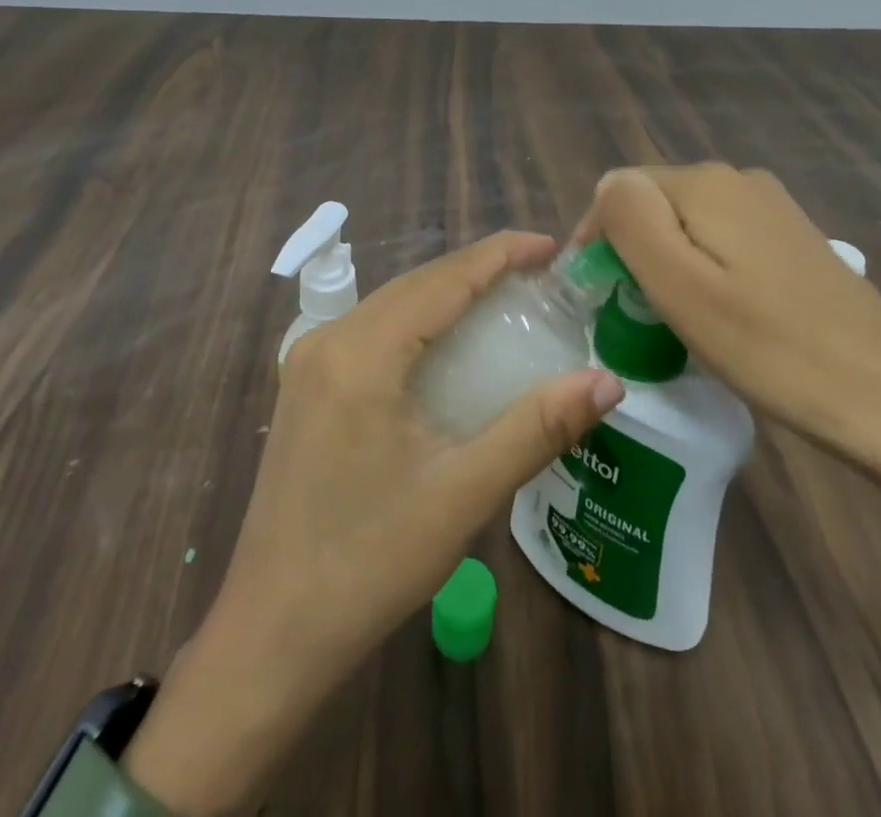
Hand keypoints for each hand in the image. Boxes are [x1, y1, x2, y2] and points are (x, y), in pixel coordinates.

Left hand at [124, 231, 624, 813]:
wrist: (272, 632)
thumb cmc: (370, 562)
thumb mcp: (463, 494)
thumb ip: (537, 428)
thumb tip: (608, 381)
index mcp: (361, 353)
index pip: (443, 279)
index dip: (500, 254)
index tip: (552, 247)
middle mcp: (329, 339)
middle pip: (417, 283)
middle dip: (479, 270)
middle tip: (541, 276)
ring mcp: (310, 360)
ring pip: (393, 303)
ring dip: (448, 294)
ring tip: (507, 298)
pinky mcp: (306, 385)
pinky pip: (373, 329)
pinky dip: (420, 322)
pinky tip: (450, 342)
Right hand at [576, 165, 880, 463]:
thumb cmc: (770, 348)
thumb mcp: (680, 286)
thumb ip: (630, 221)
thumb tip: (609, 188)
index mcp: (706, 182)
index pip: (618, 191)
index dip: (598, 242)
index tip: (599, 301)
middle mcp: (740, 179)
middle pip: (655, 205)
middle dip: (634, 253)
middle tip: (639, 320)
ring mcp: (773, 208)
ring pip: (688, 225)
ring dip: (669, 267)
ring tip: (678, 325)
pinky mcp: (794, 240)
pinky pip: (724, 242)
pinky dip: (706, 274)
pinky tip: (723, 318)